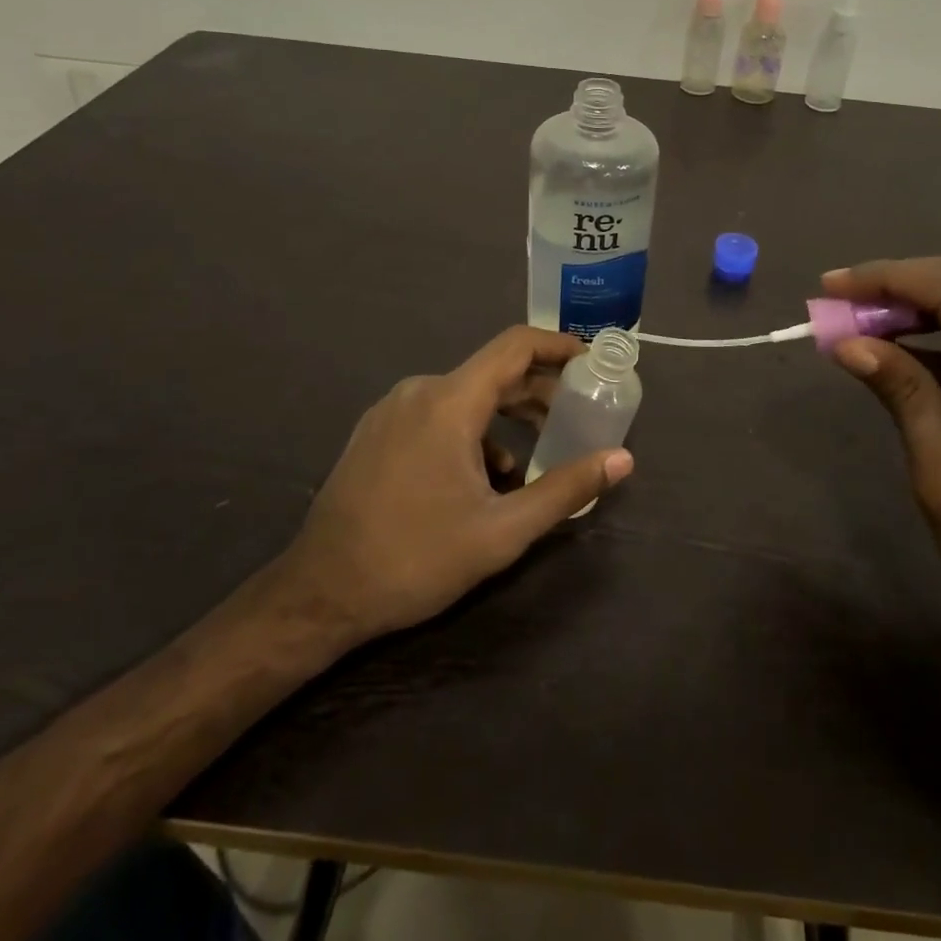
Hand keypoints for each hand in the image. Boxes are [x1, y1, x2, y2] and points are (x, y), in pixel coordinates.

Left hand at [276, 326, 633, 646]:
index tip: (591, 362)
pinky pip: (438, 414)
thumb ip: (565, 489)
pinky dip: (472, 433)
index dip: (558, 346)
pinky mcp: (377, 432)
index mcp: (449, 402)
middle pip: (493, 373)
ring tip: (534, 459)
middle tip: (576, 417)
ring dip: (506, 419)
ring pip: (465, 396)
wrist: (318, 594)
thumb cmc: (415, 559)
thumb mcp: (501, 531)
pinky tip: (483, 478)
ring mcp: (392, 410)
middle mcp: (420, 391)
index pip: (515, 346)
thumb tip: (622, 460)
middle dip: (539, 392)